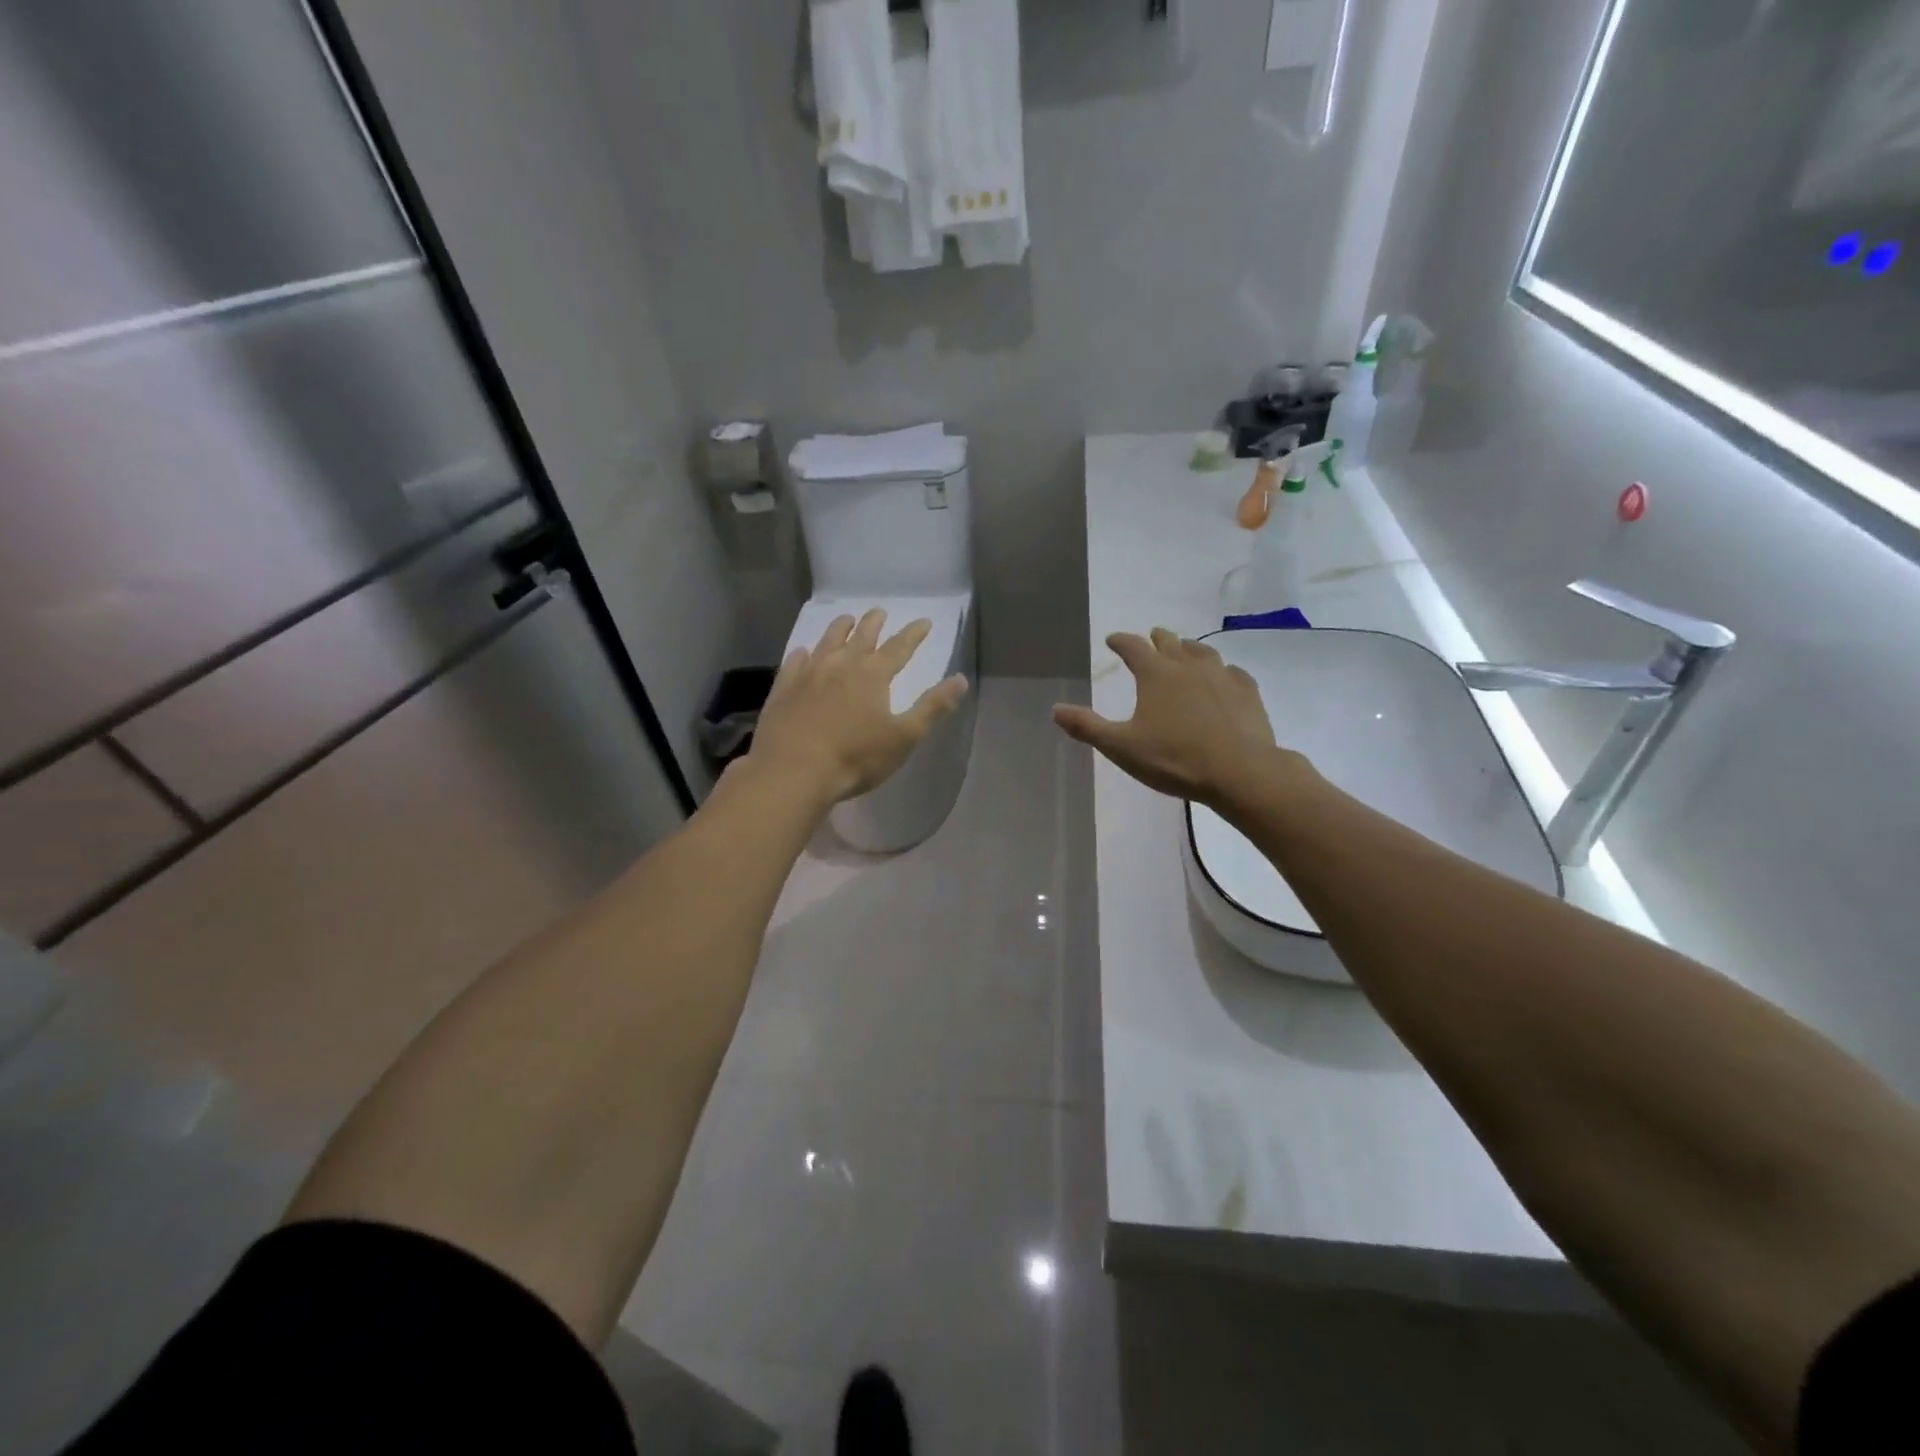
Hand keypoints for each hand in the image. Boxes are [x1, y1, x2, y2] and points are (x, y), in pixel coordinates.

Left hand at [747, 608, 968, 804]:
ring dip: (839, 628)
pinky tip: (803, 653)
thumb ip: (932, 707)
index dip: (914, 634)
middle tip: (880, 611)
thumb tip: (960, 679)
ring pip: (827, 642)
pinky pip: (795, 662)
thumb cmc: (856, 757)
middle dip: (874, 623)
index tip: (924, 621)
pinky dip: (803, 653)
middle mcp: (841, 665)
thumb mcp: (904, 736)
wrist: (793, 771)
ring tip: (846, 619)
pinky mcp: (784, 688)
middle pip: (861, 637)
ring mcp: (808, 674)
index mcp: (873, 675)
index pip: (900, 647)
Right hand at [1053, 628, 1303, 808]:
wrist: (1240, 771)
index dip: (1121, 641)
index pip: (1133, 647)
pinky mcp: (1247, 692)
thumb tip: (1055, 710)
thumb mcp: (1122, 747)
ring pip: (1202, 652)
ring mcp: (1222, 676)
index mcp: (1155, 674)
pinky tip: (1224, 677)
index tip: (1112, 639)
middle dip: (1157, 639)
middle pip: (1170, 643)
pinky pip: (1232, 672)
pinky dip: (1222, 670)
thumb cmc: (1174, 759)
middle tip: (1152, 637)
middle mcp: (1188, 666)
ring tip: (1186, 650)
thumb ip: (1088, 727)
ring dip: (1189, 648)